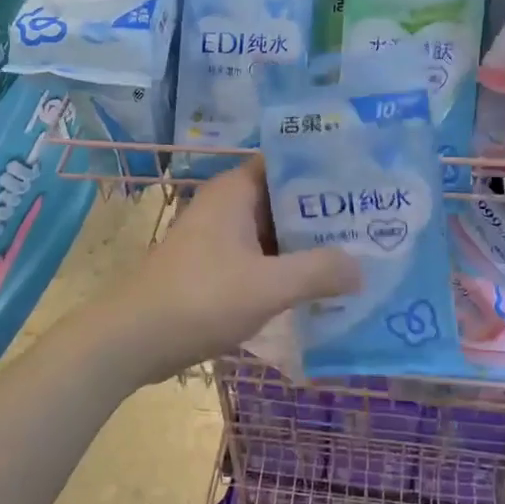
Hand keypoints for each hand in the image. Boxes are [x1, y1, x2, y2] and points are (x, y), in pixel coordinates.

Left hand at [95, 160, 360, 387]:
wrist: (131, 339)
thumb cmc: (200, 299)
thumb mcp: (267, 286)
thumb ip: (318, 272)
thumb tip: (362, 267)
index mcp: (235, 191)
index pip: (289, 164)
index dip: (326, 171)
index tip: (365, 184)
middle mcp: (227, 205)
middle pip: (284, 199)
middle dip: (324, 214)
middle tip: (373, 224)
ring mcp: (218, 237)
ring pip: (273, 232)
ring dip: (306, 245)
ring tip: (357, 255)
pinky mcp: (213, 266)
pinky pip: (259, 257)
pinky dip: (285, 268)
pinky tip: (318, 287)